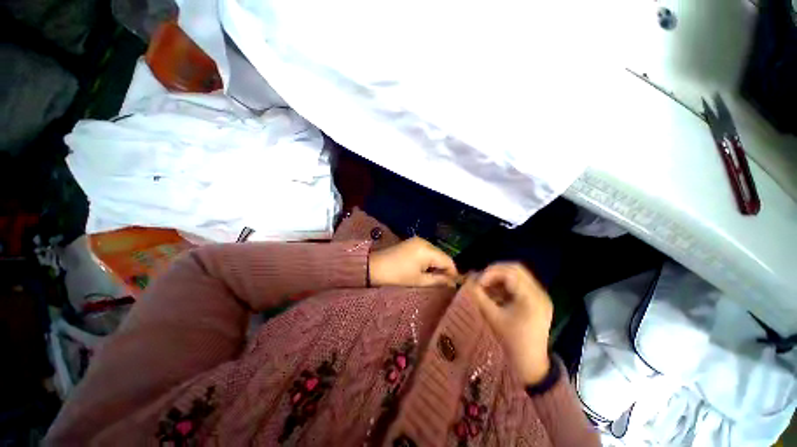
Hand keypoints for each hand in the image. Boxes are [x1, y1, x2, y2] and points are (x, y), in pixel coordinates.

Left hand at [369, 237, 458, 287]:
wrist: (374, 267)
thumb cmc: (397, 276)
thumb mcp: (419, 281)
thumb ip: (438, 281)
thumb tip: (453, 283)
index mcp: (428, 250)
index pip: (449, 261)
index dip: (453, 274)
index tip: (452, 286)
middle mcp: (425, 242)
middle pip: (442, 256)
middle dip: (444, 269)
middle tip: (442, 284)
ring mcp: (418, 240)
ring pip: (435, 253)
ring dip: (436, 265)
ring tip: (432, 278)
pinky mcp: (412, 242)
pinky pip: (427, 251)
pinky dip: (429, 260)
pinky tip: (424, 269)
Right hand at [466, 263, 552, 384]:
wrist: (531, 365)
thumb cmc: (511, 342)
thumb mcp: (491, 317)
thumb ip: (478, 295)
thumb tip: (468, 279)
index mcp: (531, 298)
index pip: (510, 272)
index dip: (490, 273)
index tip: (477, 283)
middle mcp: (539, 293)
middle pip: (515, 269)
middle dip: (494, 271)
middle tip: (480, 280)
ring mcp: (540, 296)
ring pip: (517, 275)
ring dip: (498, 277)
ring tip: (485, 287)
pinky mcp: (536, 300)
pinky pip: (519, 284)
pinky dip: (504, 284)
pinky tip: (494, 293)